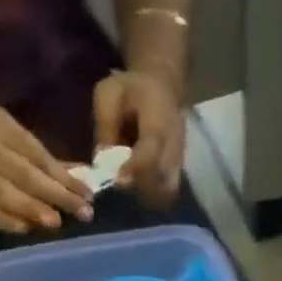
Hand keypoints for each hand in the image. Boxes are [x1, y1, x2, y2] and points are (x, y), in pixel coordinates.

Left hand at [94, 68, 184, 206]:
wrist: (161, 86)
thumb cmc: (130, 89)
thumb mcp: (108, 94)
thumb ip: (105, 125)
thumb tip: (101, 162)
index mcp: (158, 116)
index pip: (151, 148)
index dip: (134, 168)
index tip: (117, 180)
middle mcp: (175, 140)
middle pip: (162, 176)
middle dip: (139, 185)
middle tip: (119, 182)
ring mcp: (180, 156)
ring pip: (167, 188)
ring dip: (146, 193)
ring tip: (128, 184)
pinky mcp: (179, 168)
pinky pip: (168, 190)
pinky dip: (152, 194)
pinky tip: (138, 186)